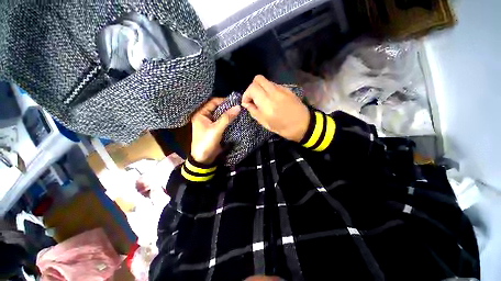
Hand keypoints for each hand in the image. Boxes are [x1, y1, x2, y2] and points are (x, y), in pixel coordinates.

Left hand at [190, 98, 240, 163]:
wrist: (204, 159)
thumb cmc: (207, 142)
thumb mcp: (216, 129)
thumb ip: (227, 118)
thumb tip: (238, 107)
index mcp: (201, 114)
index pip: (213, 102)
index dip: (224, 101)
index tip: (235, 101)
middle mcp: (205, 117)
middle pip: (217, 108)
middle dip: (227, 107)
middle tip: (239, 106)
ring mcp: (210, 123)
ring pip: (221, 115)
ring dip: (229, 114)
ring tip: (239, 111)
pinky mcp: (215, 129)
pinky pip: (222, 121)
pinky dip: (228, 120)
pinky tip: (236, 119)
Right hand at [242, 75, 309, 141]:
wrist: (303, 125)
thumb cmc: (282, 127)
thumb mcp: (265, 122)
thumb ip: (253, 111)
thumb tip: (246, 103)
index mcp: (267, 102)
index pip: (252, 88)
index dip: (246, 94)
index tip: (247, 103)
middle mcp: (273, 92)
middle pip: (258, 79)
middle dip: (252, 88)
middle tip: (253, 99)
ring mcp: (281, 89)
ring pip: (266, 81)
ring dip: (261, 89)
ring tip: (263, 100)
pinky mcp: (287, 89)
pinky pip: (274, 85)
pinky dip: (269, 90)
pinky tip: (272, 100)